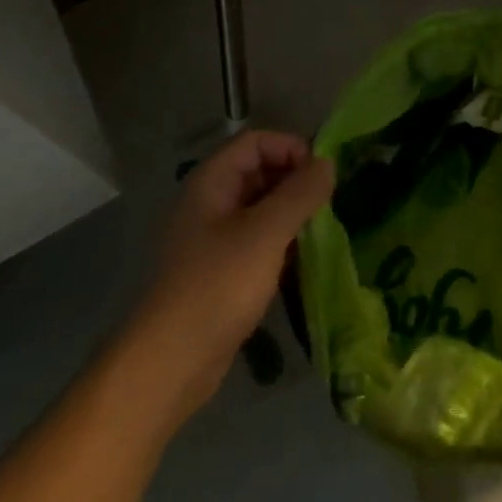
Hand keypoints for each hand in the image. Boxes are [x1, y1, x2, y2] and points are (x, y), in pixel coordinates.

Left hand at [124, 130, 333, 404]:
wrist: (173, 359)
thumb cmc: (219, 284)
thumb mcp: (267, 232)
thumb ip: (301, 193)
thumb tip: (328, 163)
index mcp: (212, 182)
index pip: (257, 142)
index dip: (292, 148)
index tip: (323, 176)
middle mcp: (211, 202)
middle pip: (260, 170)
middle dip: (296, 180)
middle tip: (328, 204)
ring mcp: (215, 237)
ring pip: (262, 207)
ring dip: (293, 212)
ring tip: (322, 230)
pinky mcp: (223, 268)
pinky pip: (260, 239)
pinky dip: (284, 240)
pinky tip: (304, 259)